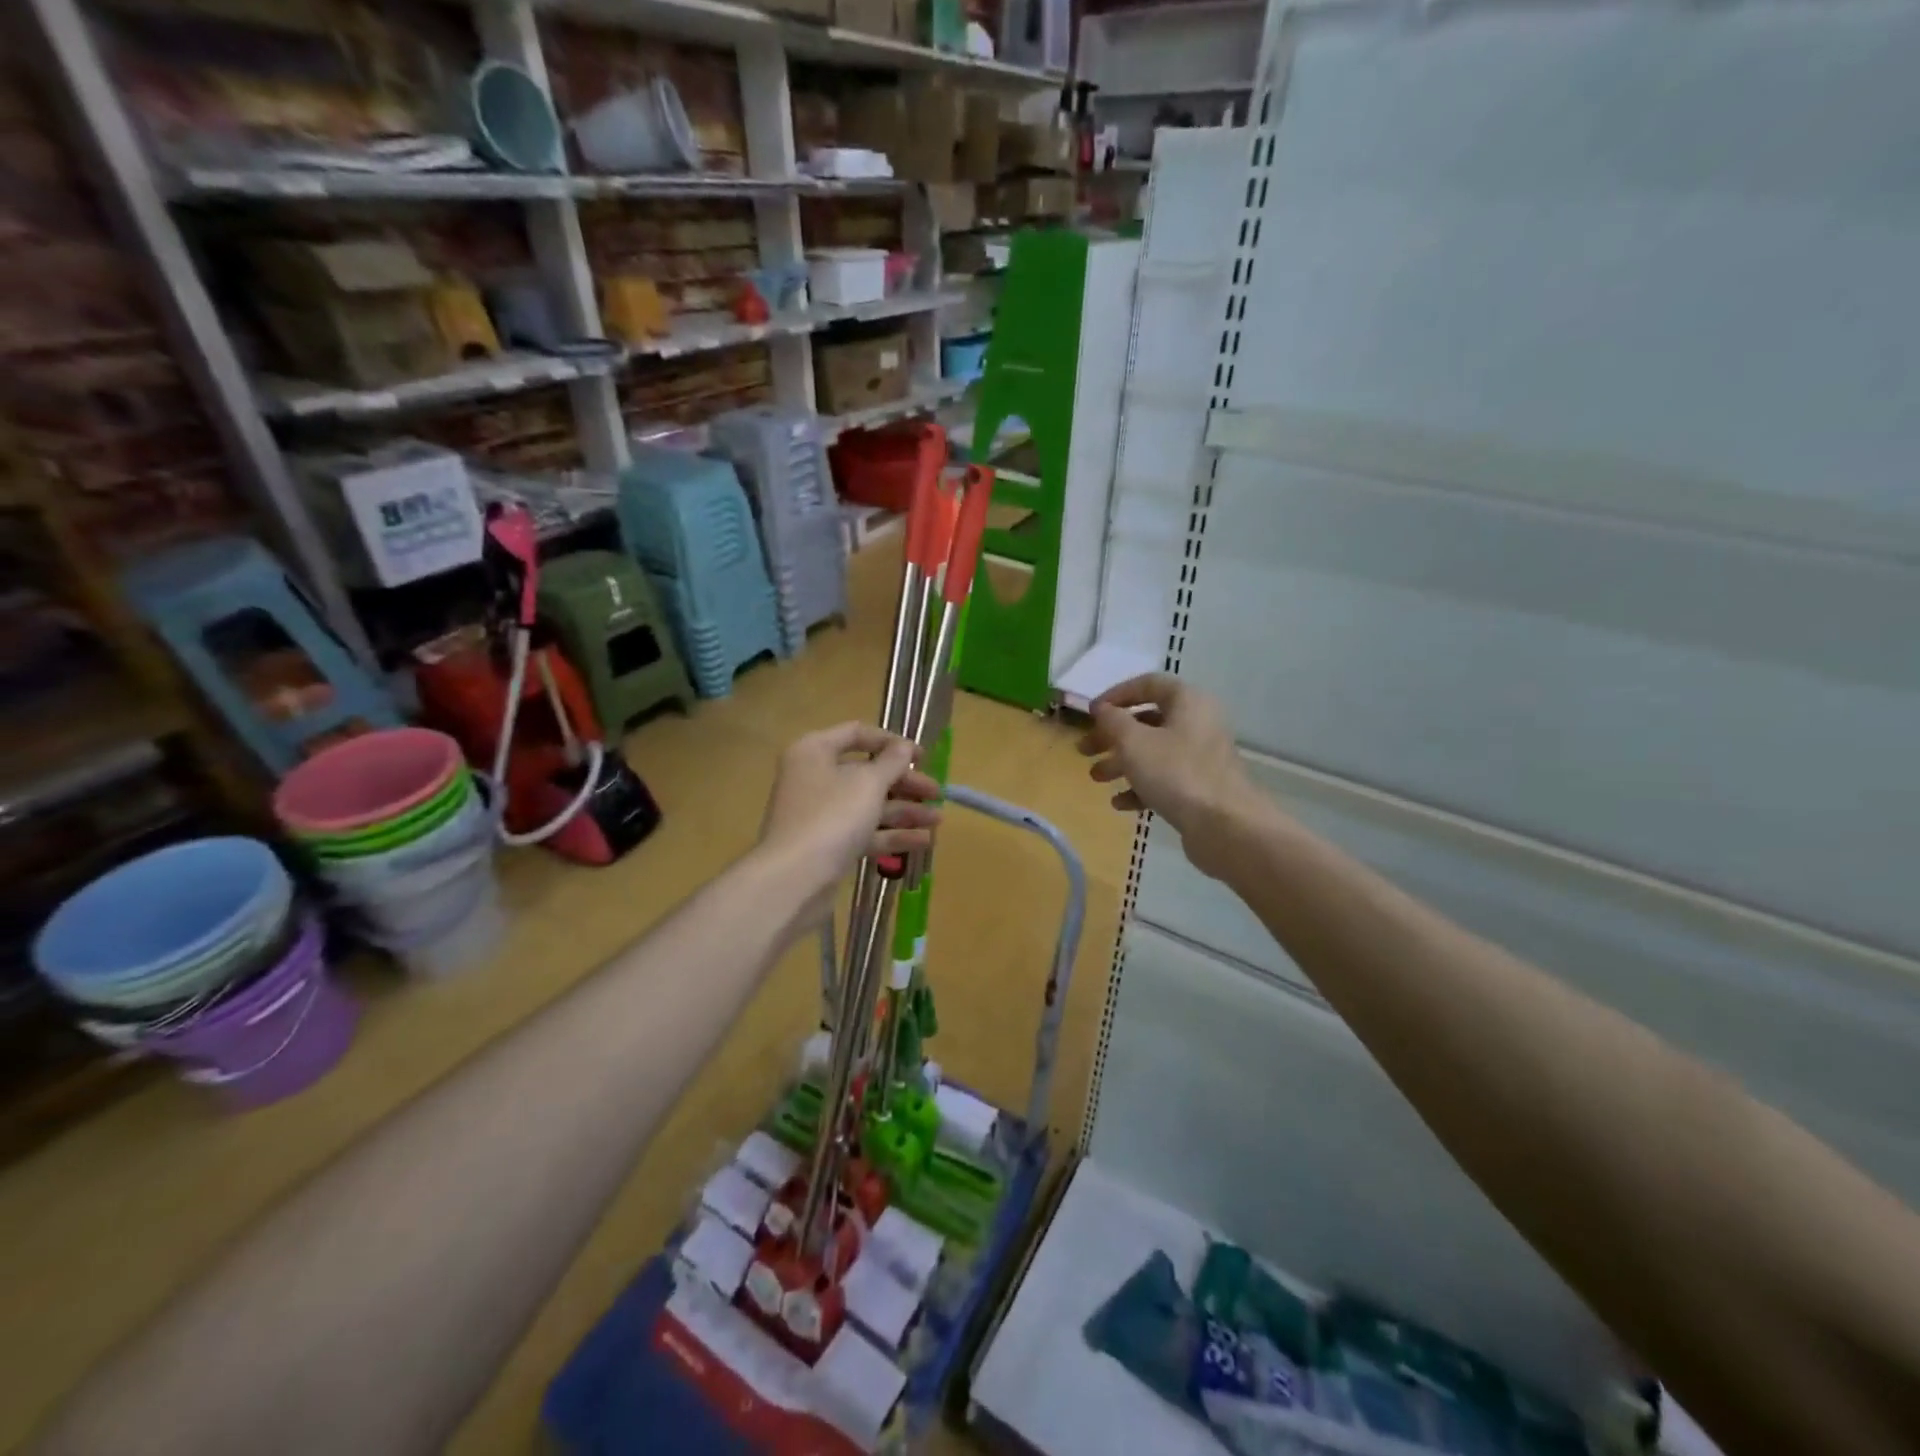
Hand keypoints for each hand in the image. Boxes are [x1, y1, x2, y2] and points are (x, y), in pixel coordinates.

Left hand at [758, 722, 940, 916]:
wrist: (794, 879)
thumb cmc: (832, 817)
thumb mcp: (869, 783)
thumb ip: (892, 762)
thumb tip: (904, 746)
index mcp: (815, 751)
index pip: (857, 733)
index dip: (892, 742)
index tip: (923, 756)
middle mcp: (814, 777)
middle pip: (867, 773)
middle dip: (905, 783)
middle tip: (937, 793)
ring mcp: (820, 814)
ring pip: (868, 805)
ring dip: (904, 811)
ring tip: (938, 820)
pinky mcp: (827, 845)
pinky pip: (864, 832)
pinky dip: (891, 835)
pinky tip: (923, 841)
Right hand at [1078, 674, 1251, 879]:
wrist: (1225, 826)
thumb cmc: (1176, 773)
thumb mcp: (1134, 742)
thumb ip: (1112, 721)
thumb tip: (1101, 709)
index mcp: (1188, 702)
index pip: (1148, 684)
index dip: (1116, 695)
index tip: (1091, 713)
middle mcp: (1197, 723)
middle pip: (1147, 721)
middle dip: (1112, 736)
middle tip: (1084, 750)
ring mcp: (1201, 757)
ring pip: (1153, 752)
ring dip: (1121, 763)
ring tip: (1096, 778)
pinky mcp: (1200, 787)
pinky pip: (1165, 779)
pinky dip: (1141, 786)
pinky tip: (1120, 803)